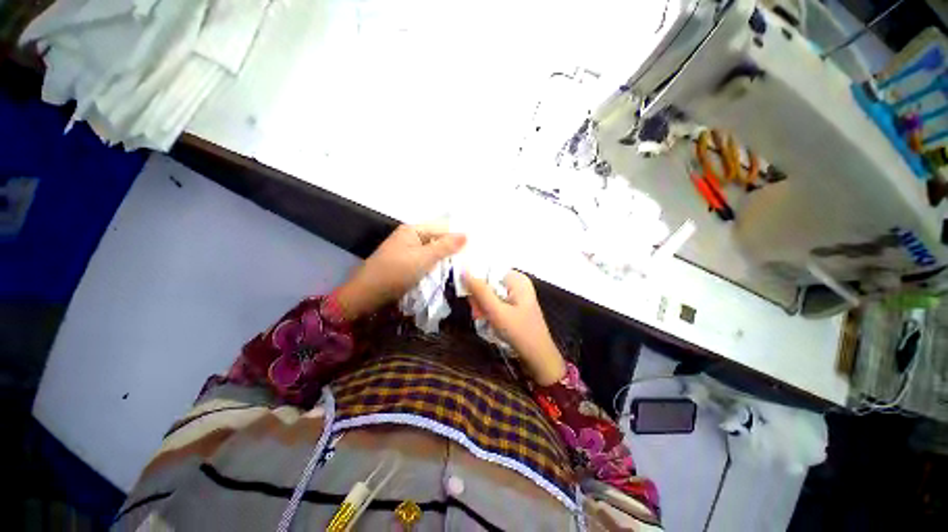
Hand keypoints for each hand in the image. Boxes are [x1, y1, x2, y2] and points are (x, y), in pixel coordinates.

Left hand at [336, 224, 465, 319]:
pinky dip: (435, 268)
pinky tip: (445, 275)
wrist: (366, 295)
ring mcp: (407, 252)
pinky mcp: (406, 265)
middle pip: (437, 241)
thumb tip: (466, 234)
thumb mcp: (423, 259)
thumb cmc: (395, 273)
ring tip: (463, 269)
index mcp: (413, 230)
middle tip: (471, 262)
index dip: (457, 238)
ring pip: (432, 254)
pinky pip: (425, 263)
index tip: (475, 250)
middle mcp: (410, 238)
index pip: (442, 229)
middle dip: (452, 251)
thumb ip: (445, 246)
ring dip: (444, 261)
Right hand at [464, 271, 565, 384]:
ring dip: (482, 304)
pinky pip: (495, 300)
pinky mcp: (513, 304)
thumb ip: (480, 291)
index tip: (467, 295)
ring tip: (481, 317)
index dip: (475, 280)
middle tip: (476, 312)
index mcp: (517, 279)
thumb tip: (463, 270)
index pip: (489, 269)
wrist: (538, 356)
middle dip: (479, 296)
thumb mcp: (496, 311)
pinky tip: (486, 318)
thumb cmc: (519, 332)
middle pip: (489, 281)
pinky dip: (488, 309)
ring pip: (490, 292)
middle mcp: (517, 283)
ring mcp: (516, 294)